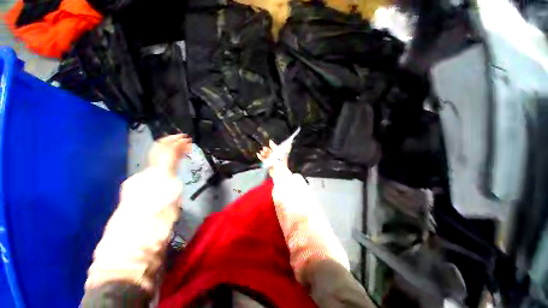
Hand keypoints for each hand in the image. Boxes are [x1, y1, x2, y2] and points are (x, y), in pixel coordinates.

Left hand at [149, 134, 192, 175]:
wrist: (164, 175)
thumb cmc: (164, 162)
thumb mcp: (170, 150)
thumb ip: (177, 143)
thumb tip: (183, 139)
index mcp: (157, 147)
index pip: (166, 139)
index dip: (175, 136)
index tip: (183, 135)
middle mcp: (161, 151)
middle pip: (172, 144)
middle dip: (181, 141)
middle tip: (189, 140)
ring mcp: (167, 157)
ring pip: (177, 149)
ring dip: (184, 146)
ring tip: (191, 145)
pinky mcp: (173, 163)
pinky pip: (179, 155)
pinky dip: (184, 152)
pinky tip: (189, 150)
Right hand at [257, 140, 288, 177]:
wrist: (278, 171)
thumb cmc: (280, 161)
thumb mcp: (277, 152)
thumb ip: (273, 146)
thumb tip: (270, 141)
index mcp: (280, 153)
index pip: (276, 148)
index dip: (272, 145)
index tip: (269, 142)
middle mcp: (276, 157)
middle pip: (270, 152)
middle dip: (267, 149)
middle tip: (264, 148)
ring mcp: (272, 161)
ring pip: (267, 155)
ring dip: (263, 153)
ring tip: (261, 152)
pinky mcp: (269, 165)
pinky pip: (264, 160)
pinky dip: (261, 157)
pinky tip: (258, 154)